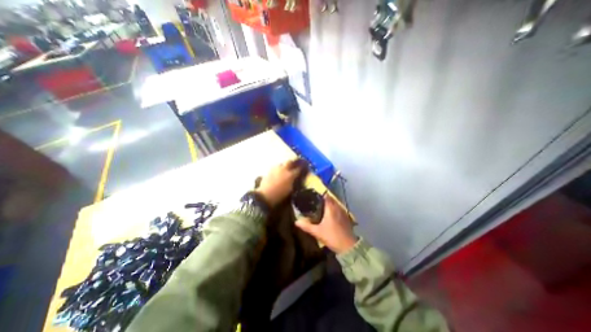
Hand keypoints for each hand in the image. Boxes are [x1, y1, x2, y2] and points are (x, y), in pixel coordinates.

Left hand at [257, 160, 303, 206]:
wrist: (265, 196)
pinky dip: (278, 169)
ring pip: (282, 164)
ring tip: (286, 169)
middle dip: (293, 162)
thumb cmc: (280, 196)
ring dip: (285, 166)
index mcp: (290, 175)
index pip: (299, 168)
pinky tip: (278, 173)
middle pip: (290, 162)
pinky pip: (275, 167)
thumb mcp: (291, 191)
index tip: (305, 166)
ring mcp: (275, 169)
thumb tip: (298, 179)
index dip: (303, 167)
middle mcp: (283, 170)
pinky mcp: (268, 171)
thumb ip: (295, 183)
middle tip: (296, 164)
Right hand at [295, 196, 355, 252]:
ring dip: (330, 204)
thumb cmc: (331, 236)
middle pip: (331, 199)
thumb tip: (296, 222)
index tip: (314, 196)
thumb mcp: (317, 232)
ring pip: (336, 204)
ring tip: (323, 207)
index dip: (321, 195)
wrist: (348, 246)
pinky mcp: (347, 218)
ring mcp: (343, 213)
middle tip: (317, 202)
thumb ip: (306, 226)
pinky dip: (335, 209)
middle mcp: (338, 208)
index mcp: (331, 209)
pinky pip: (339, 209)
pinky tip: (331, 214)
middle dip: (325, 199)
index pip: (326, 197)